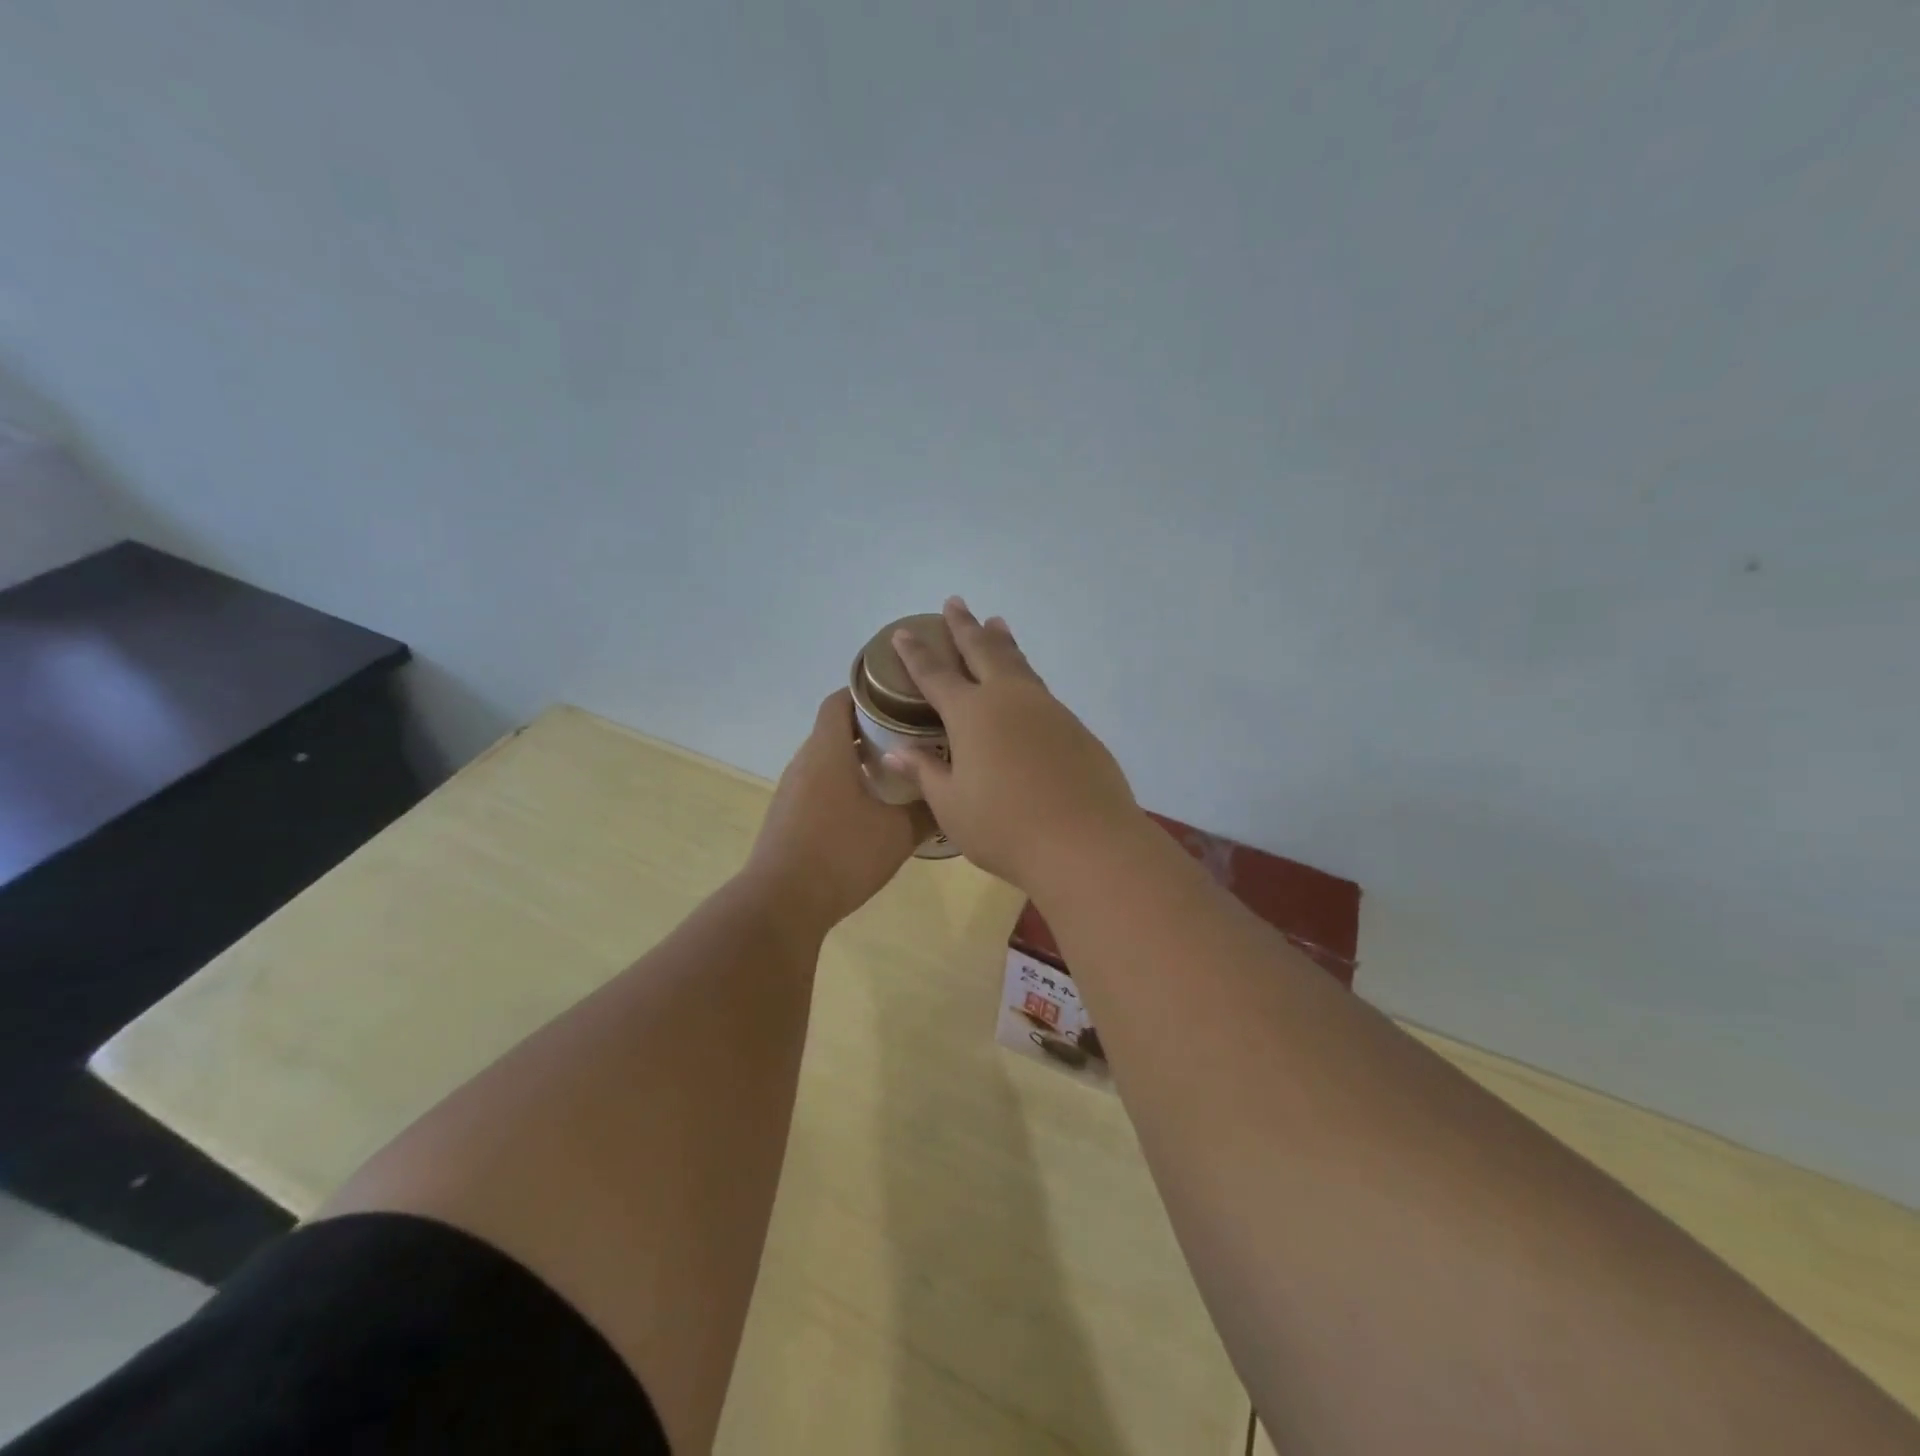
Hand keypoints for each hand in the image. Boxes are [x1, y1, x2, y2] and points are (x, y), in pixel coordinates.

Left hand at [745, 690, 922, 934]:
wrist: (781, 904)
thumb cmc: (841, 855)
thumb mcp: (898, 833)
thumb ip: (927, 810)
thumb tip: (951, 796)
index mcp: (827, 751)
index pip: (841, 699)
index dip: (869, 691)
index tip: (902, 696)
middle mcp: (804, 762)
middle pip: (837, 728)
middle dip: (873, 727)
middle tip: (913, 735)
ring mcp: (792, 791)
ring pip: (828, 760)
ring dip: (858, 759)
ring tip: (898, 770)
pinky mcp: (788, 816)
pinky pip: (820, 785)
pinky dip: (845, 784)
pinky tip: (871, 808)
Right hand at [886, 598, 1140, 891]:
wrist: (1085, 841)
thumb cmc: (1004, 827)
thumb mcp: (951, 805)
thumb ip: (925, 772)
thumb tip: (895, 751)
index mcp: (971, 714)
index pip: (935, 674)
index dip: (916, 653)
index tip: (904, 632)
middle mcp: (1009, 699)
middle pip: (982, 651)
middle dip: (965, 626)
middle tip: (955, 602)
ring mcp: (1047, 709)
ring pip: (1019, 664)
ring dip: (1003, 642)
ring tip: (996, 622)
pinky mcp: (1075, 727)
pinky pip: (1041, 690)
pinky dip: (1026, 676)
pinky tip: (1026, 687)